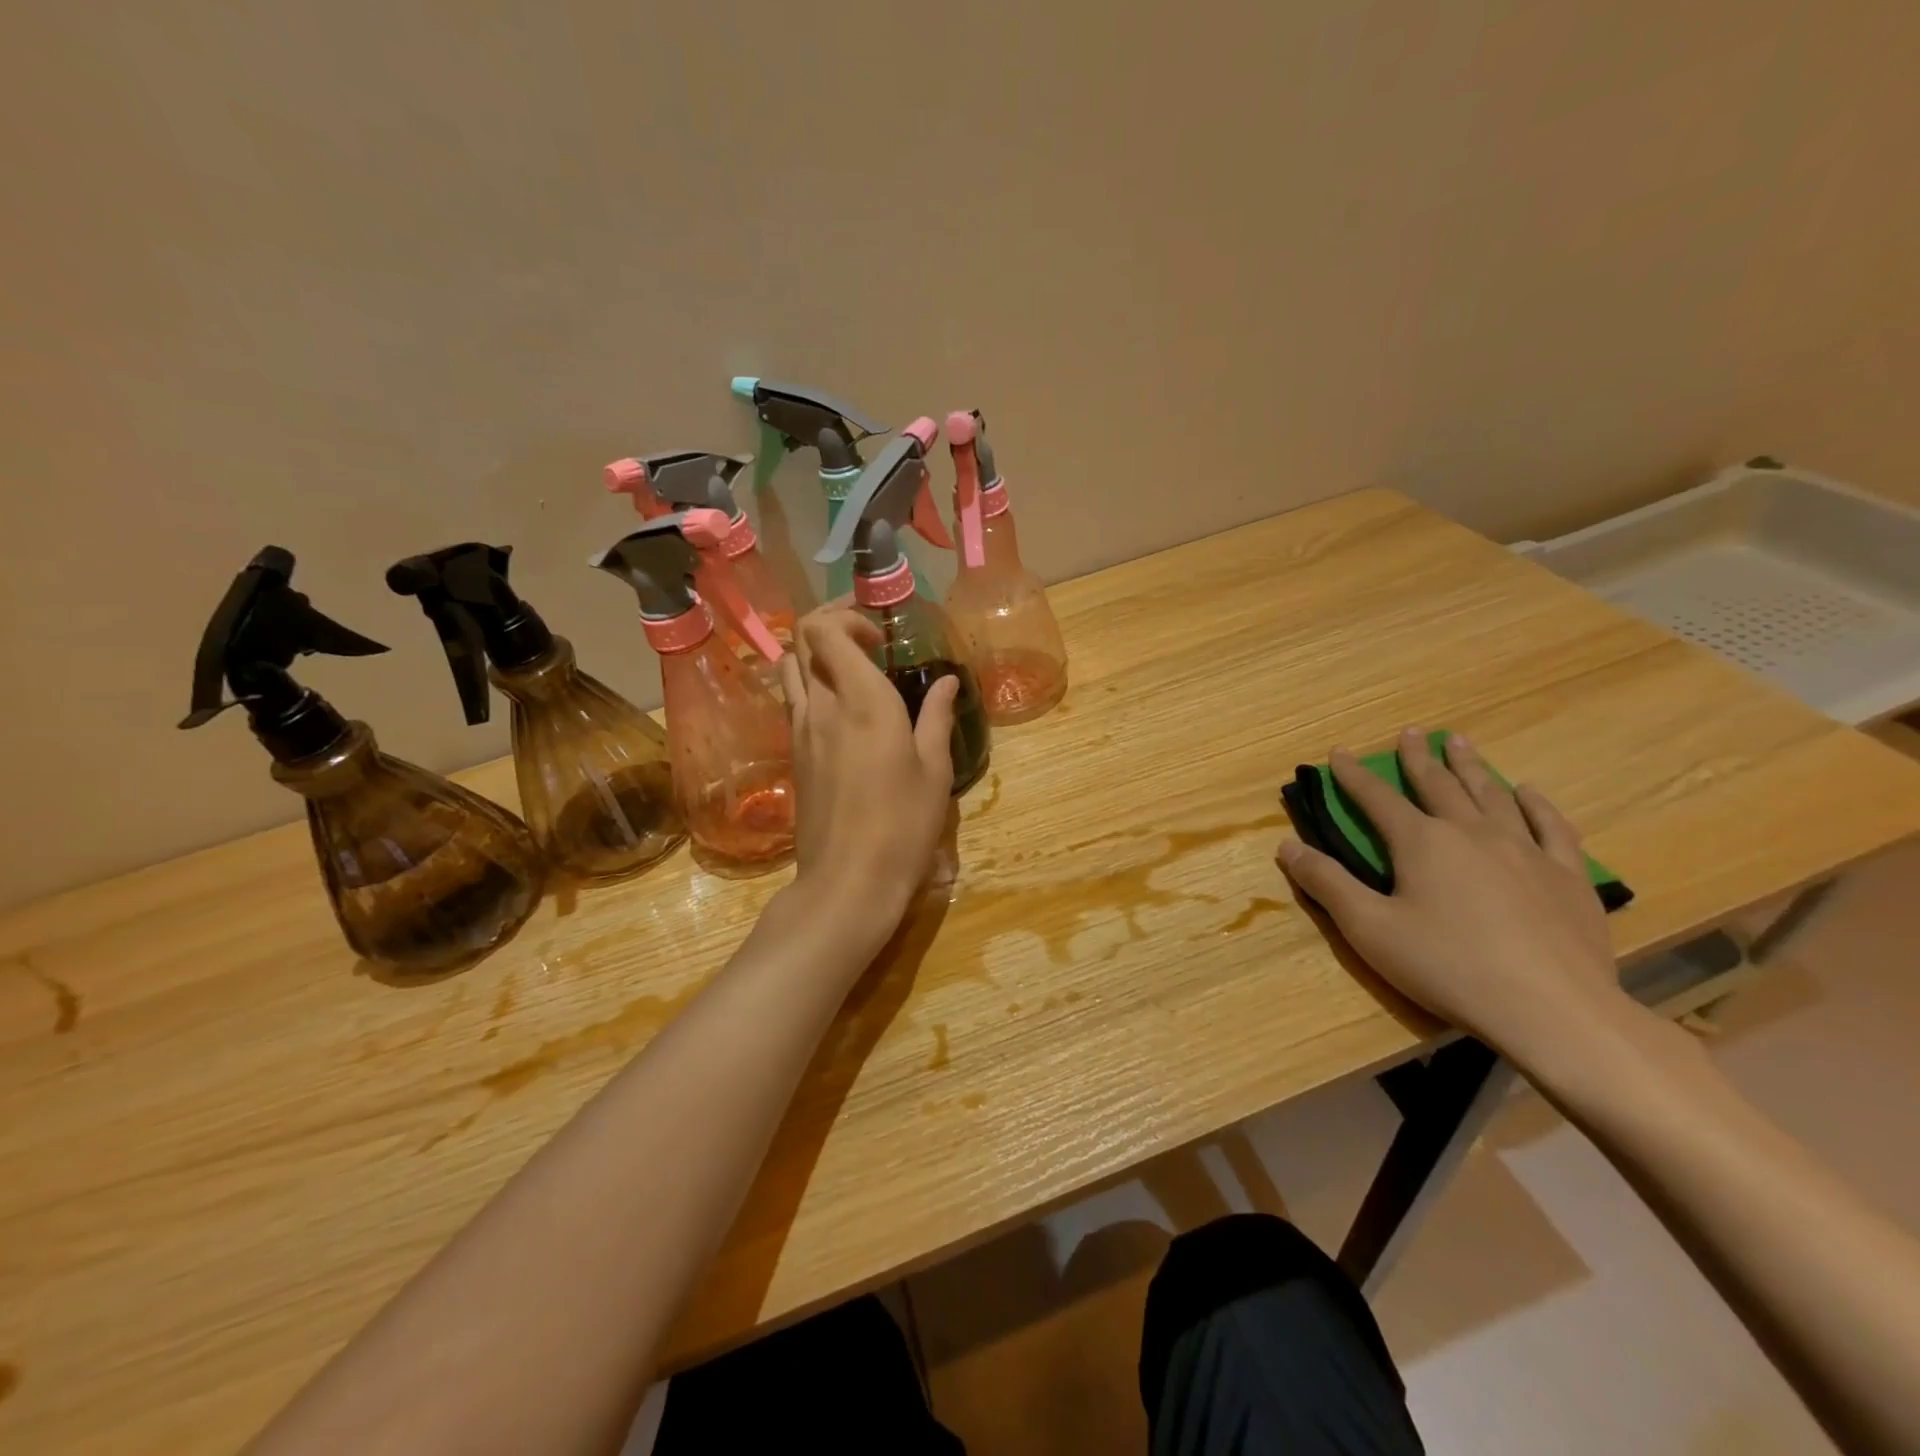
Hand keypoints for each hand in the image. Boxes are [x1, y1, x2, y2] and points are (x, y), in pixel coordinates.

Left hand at [778, 609, 958, 938]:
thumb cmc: (903, 824)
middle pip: (801, 641)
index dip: (847, 618)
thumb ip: (937, 716)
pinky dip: (811, 687)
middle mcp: (821, 706)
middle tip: (866, 640)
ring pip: (789, 669)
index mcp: (861, 700)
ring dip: (815, 656)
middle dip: (830, 625)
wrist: (847, 880)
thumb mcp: (934, 770)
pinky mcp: (793, 755)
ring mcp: (800, 731)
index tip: (881, 641)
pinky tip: (841, 712)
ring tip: (851, 671)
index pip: (825, 630)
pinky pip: (793, 702)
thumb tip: (947, 682)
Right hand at [1277, 726, 1626, 1063]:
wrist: (1551, 1009)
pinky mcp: (1566, 877)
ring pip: (1492, 795)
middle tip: (1410, 732)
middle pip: (1438, 784)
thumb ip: (1326, 883)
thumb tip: (1287, 845)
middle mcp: (1471, 833)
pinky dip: (1537, 805)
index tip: (1340, 752)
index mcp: (1421, 843)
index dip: (1354, 776)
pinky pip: (1551, 827)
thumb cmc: (1447, 966)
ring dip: (1471, 767)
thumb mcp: (1368, 929)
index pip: (1377, 798)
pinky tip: (1529, 792)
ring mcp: (1524, 851)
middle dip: (1418, 757)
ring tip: (1460, 742)